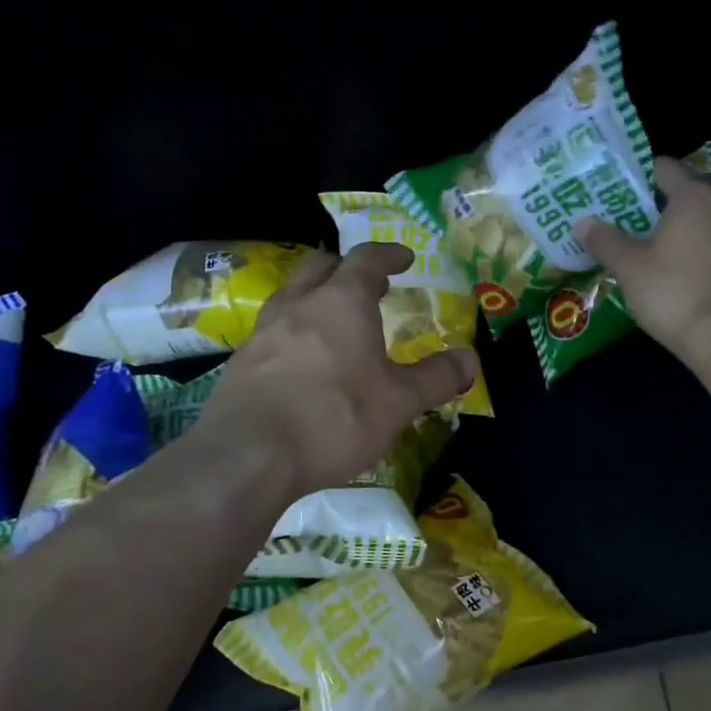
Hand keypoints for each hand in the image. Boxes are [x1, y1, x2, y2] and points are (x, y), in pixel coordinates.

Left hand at [193, 243, 476, 499]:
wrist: (247, 455)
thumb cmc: (334, 417)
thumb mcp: (399, 402)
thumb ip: (436, 378)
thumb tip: (470, 360)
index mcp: (342, 301)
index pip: (367, 259)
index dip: (388, 254)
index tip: (404, 257)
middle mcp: (299, 304)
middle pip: (321, 266)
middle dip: (347, 269)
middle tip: (369, 285)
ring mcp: (263, 331)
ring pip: (291, 295)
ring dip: (315, 297)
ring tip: (334, 320)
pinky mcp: (240, 362)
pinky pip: (272, 330)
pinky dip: (293, 332)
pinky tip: (301, 361)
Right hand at [575, 156, 710, 366]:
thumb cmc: (672, 294)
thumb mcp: (628, 267)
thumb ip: (605, 240)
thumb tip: (581, 222)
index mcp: (694, 197)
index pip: (668, 167)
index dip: (646, 174)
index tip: (629, 191)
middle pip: (707, 180)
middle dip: (685, 187)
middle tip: (660, 208)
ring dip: (707, 212)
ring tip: (681, 236)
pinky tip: (703, 263)